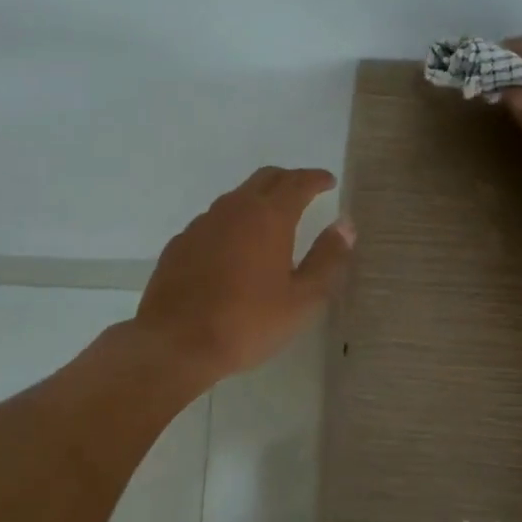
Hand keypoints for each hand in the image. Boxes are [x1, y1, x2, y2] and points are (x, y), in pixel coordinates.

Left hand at [135, 167, 353, 384]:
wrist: (175, 342)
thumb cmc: (247, 323)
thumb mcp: (301, 299)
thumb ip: (327, 258)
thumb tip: (345, 225)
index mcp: (268, 217)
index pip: (297, 183)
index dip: (316, 179)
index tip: (328, 181)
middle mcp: (234, 209)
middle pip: (265, 179)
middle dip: (288, 180)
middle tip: (305, 191)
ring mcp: (202, 223)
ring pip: (236, 197)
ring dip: (258, 199)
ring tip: (272, 219)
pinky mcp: (180, 242)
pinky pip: (214, 220)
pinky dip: (233, 222)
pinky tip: (235, 247)